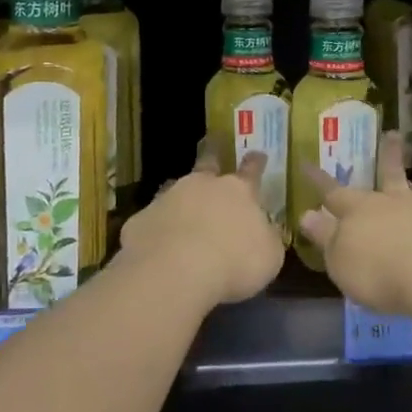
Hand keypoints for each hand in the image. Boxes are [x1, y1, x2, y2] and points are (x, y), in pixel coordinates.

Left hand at [120, 145, 284, 307]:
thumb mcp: (269, 256)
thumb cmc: (234, 262)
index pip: (251, 170)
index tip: (258, 153)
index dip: (256, 162)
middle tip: (211, 142)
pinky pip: (154, 219)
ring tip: (182, 202)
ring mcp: (169, 197)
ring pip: (177, 187)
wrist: (175, 269)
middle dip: (212, 153)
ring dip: (182, 194)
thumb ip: (267, 238)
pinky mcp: (143, 218)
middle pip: (208, 162)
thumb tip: (265, 231)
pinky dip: (158, 226)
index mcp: (239, 191)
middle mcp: (203, 185)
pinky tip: (158, 242)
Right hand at [298, 132, 411, 316]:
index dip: (318, 180)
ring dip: (407, 187)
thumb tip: (307, 214)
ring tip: (408, 183)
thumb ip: (325, 237)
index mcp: (357, 209)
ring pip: (411, 194)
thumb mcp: (340, 260)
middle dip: (385, 157)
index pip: (332, 191)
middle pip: (385, 175)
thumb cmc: (378, 270)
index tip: (306, 163)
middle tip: (392, 134)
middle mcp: (389, 203)